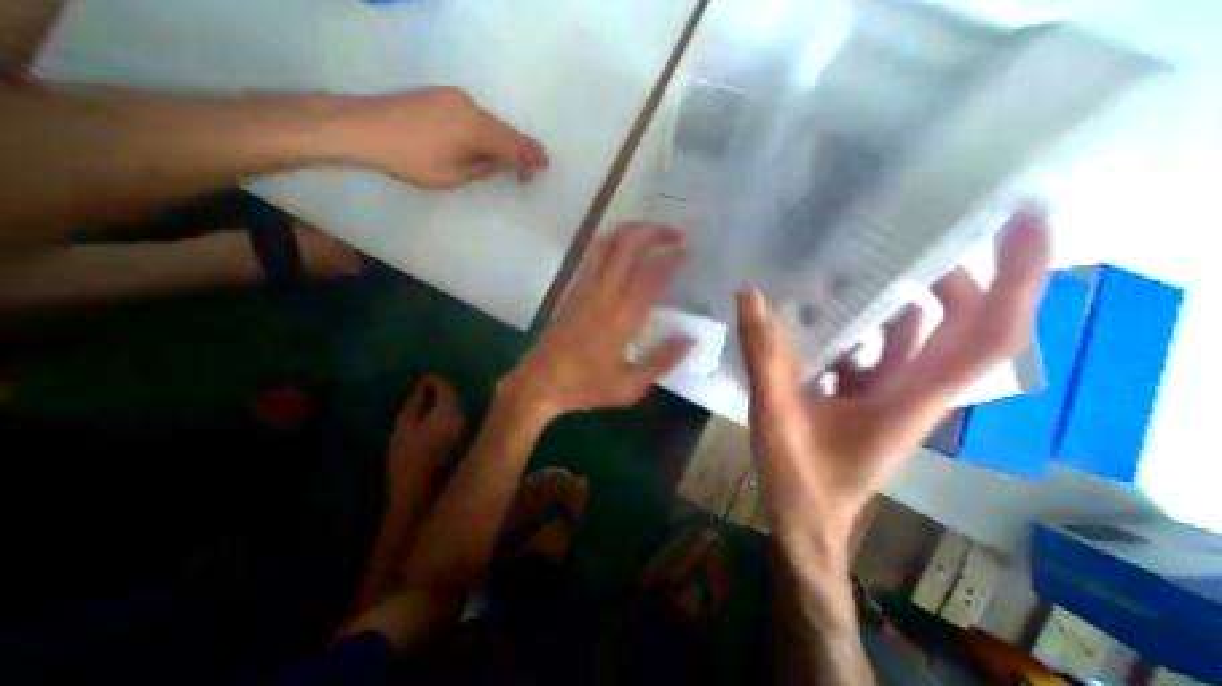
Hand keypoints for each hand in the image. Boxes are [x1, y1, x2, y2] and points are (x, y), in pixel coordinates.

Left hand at [334, 89, 545, 189]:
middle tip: (537, 160)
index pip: (512, 145)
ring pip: (491, 122)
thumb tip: (496, 162)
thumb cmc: (412, 160)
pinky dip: (488, 129)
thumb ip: (481, 168)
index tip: (544, 164)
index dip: (529, 156)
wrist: (364, 127)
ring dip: (504, 138)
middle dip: (522, 147)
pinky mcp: (443, 96)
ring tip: (517, 153)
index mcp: (476, 129)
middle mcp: (471, 108)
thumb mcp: (453, 176)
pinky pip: (476, 115)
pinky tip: (490, 140)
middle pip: (505, 130)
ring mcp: (455, 98)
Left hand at [502, 223, 691, 421]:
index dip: (671, 258)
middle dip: (655, 231)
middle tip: (676, 234)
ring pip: (607, 243)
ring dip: (632, 230)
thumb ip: (663, 361)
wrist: (540, 382)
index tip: (687, 251)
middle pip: (628, 244)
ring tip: (653, 233)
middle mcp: (604, 294)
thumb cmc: (585, 386)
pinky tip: (624, 248)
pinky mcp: (572, 290)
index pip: (651, 274)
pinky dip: (613, 241)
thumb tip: (691, 341)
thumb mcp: (630, 386)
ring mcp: (584, 288)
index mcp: (622, 317)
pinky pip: (593, 255)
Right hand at [735, 212, 1051, 564]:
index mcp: (910, 400)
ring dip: (902, 301)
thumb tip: (751, 296)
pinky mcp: (867, 399)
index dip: (1017, 277)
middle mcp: (915, 394)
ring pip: (917, 339)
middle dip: (954, 278)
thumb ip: (764, 357)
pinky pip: (879, 353)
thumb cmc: (800, 478)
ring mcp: (891, 396)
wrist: (806, 518)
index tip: (1019, 221)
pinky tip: (827, 316)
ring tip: (866, 265)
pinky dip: (864, 329)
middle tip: (916, 237)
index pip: (988, 335)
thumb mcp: (775, 415)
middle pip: (962, 328)